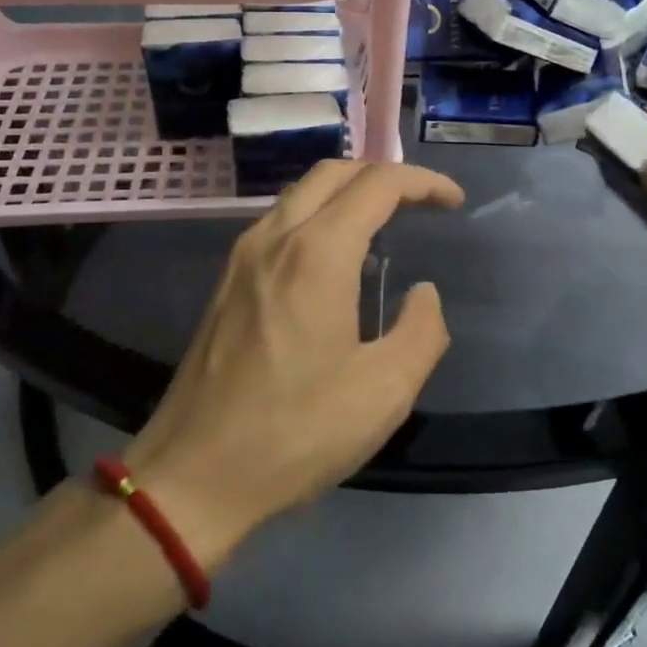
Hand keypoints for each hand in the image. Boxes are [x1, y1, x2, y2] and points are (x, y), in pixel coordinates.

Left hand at [124, 161, 464, 568]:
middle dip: (384, 175)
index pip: (377, 185)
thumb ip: (422, 330)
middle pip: (334, 172)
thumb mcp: (384, 392)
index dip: (423, 182)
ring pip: (302, 193)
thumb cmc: (295, 432)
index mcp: (317, 254)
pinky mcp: (228, 280)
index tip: (453, 202)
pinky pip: (280, 222)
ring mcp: (244, 256)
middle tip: (421, 202)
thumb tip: (423, 293)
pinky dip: (319, 216)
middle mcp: (275, 237)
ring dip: (348, 192)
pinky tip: (337, 261)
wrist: (193, 474)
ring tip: (385, 225)